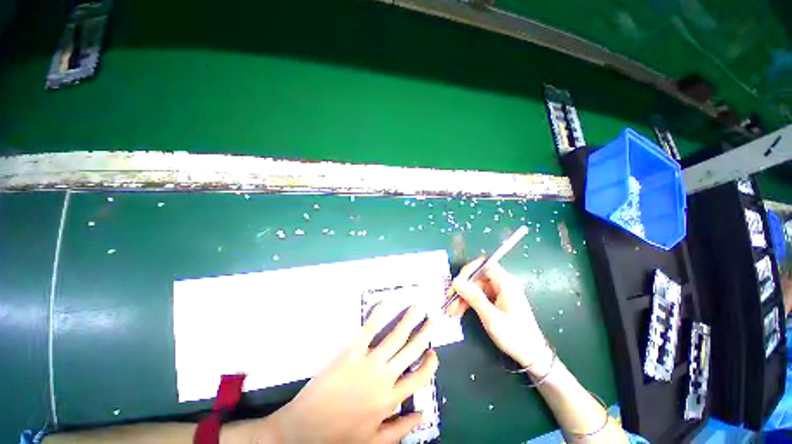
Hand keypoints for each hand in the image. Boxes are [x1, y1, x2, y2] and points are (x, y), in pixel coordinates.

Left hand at [271, 305, 438, 443]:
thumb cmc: (338, 436)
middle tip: (432, 319)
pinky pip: (369, 329)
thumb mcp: (374, 441)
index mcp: (390, 400)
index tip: (434, 354)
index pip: (419, 379)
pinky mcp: (352, 352)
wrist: (303, 431)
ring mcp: (369, 362)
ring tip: (416, 308)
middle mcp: (385, 378)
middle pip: (411, 351)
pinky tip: (385, 303)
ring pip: (396, 337)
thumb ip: (400, 429)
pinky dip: (378, 315)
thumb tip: (423, 413)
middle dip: (424, 333)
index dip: (430, 365)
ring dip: (408, 320)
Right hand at [445, 258, 549, 371]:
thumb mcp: (492, 318)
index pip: (485, 265)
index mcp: (505, 283)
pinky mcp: (495, 302)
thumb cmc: (515, 336)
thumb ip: (474, 298)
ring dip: (462, 297)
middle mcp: (501, 284)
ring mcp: (498, 293)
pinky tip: (458, 312)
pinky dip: (467, 303)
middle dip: (462, 288)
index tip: (456, 282)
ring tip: (451, 311)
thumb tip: (457, 282)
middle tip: (449, 300)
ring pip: (475, 288)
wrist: (532, 356)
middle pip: (476, 277)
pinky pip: (478, 297)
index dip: (469, 270)